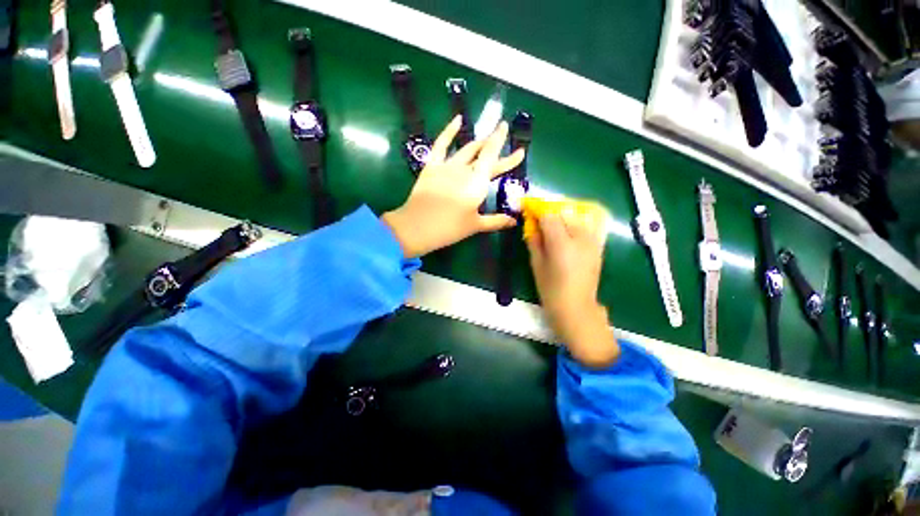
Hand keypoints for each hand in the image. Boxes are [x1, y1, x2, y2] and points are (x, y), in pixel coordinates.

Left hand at [382, 116, 524, 257]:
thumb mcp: (475, 225)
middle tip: (505, 134)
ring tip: (487, 137)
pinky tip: (457, 120)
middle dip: (497, 144)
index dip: (506, 151)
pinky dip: (449, 131)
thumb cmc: (449, 228)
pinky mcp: (432, 166)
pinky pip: (441, 144)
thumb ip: (496, 221)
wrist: (417, 227)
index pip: (494, 159)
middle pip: (484, 154)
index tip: (516, 142)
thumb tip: (514, 221)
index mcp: (477, 183)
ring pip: (467, 149)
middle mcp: (464, 169)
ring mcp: (447, 165)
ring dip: (479, 141)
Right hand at [526, 207, 617, 366]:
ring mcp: (592, 241)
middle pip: (564, 213)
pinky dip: (581, 221)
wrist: (576, 307)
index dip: (537, 210)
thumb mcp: (536, 264)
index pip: (549, 216)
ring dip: (565, 215)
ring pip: (578, 216)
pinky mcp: (598, 246)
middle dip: (550, 212)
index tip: (528, 210)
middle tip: (539, 219)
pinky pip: (592, 225)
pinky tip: (571, 227)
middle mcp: (579, 238)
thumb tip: (531, 225)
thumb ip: (534, 241)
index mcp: (561, 243)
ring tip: (555, 224)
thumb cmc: (550, 289)